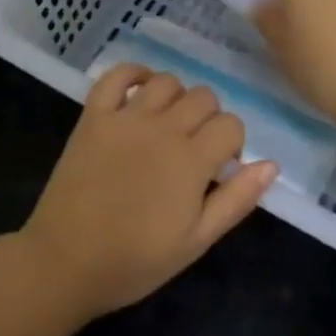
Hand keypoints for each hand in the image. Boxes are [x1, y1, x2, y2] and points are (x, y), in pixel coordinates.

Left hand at [18, 64, 275, 319]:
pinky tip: (141, 91)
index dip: (232, 145)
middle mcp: (162, 127)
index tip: (218, 170)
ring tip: (168, 126)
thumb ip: (236, 200)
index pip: (231, 125)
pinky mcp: (94, 115)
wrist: (64, 262)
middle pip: (204, 97)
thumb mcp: (196, 242)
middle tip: (194, 151)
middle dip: (209, 120)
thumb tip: (271, 164)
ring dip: (177, 98)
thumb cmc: (135, 260)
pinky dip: (134, 73)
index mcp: (191, 160)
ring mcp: (125, 117)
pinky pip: (117, 75)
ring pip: (167, 82)